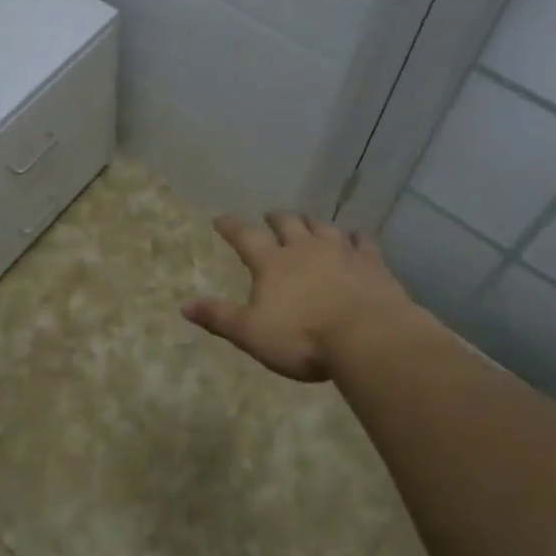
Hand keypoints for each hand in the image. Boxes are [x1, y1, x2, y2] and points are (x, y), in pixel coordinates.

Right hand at [182, 212, 420, 381]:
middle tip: (270, 217)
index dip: (231, 227)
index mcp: (272, 263)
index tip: (220, 219)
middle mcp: (304, 248)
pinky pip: (362, 241)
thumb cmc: (303, 338)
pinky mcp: (371, 263)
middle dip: (276, 218)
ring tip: (308, 223)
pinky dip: (356, 237)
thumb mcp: (251, 333)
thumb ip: (219, 317)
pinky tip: (356, 238)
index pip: (245, 237)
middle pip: (288, 223)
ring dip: (312, 223)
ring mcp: (340, 251)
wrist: (368, 337)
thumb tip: (184, 306)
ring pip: (323, 227)